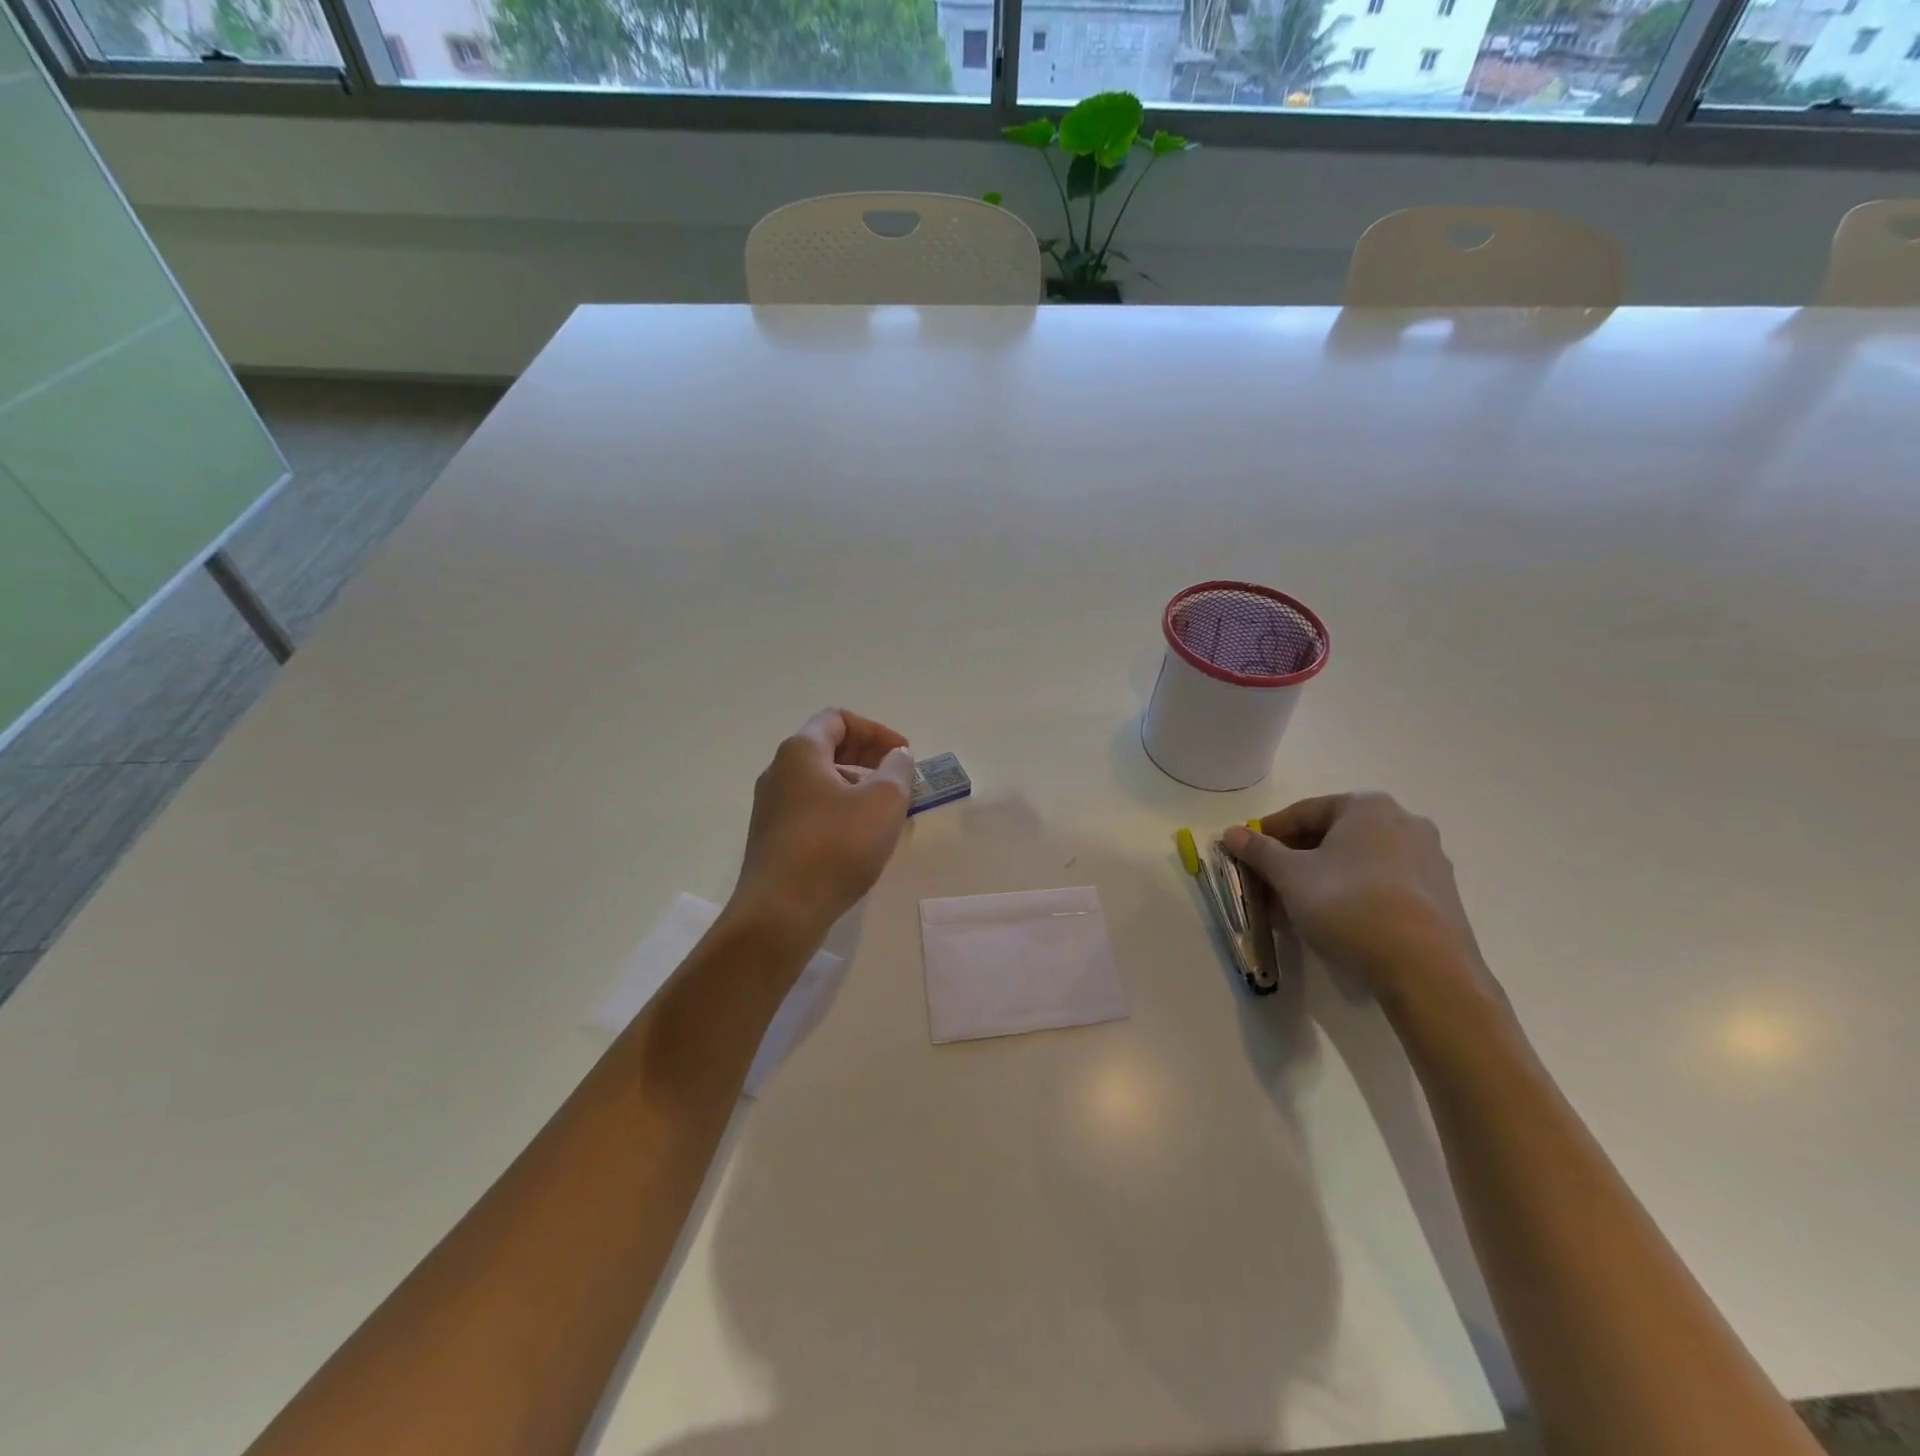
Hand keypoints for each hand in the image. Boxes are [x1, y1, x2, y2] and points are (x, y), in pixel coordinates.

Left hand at [729, 709, 914, 948]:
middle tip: (898, 779)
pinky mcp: (772, 839)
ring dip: (856, 786)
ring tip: (885, 812)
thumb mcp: (883, 801)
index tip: (903, 755)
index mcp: (800, 752)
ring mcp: (771, 807)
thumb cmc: (835, 846)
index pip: (838, 719)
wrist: (780, 913)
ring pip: (819, 781)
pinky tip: (859, 839)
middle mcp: (778, 772)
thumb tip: (896, 756)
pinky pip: (811, 809)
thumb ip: (897, 769)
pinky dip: (839, 810)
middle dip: (868, 756)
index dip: (876, 730)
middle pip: (827, 747)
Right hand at [1223, 793, 1502, 1019]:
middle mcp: (1404, 822)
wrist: (1426, 969)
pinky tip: (1333, 922)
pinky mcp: (1441, 896)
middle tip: (1268, 884)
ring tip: (1295, 908)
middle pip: (1333, 836)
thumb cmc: (1349, 905)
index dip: (1269, 833)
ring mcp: (1429, 860)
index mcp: (1368, 806)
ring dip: (1321, 879)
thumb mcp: (1291, 876)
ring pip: (1357, 862)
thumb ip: (1259, 851)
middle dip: (1295, 859)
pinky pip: (1382, 885)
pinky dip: (1352, 895)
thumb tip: (1232, 833)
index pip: (1304, 811)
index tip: (1247, 855)